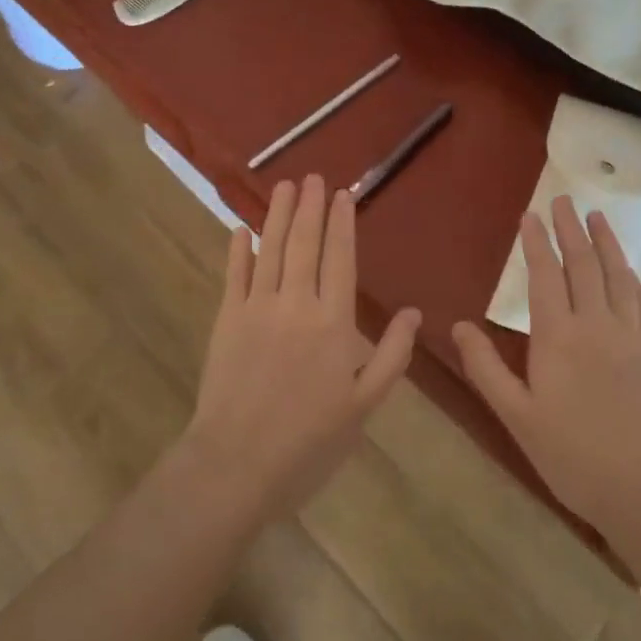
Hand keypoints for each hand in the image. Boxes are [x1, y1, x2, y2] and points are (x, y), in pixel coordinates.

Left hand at [184, 175, 420, 524]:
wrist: (237, 464)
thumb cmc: (309, 439)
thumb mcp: (364, 405)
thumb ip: (392, 355)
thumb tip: (414, 313)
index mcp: (333, 322)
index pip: (340, 258)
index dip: (342, 224)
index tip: (343, 194)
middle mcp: (295, 303)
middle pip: (304, 244)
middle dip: (310, 207)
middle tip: (313, 177)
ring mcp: (257, 308)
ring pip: (270, 249)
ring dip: (278, 215)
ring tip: (285, 186)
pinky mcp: (226, 320)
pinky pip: (234, 275)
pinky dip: (238, 250)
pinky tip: (241, 229)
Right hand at [453, 196, 640, 548]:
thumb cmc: (575, 456)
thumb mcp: (518, 417)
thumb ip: (486, 368)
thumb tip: (459, 325)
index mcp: (558, 336)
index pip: (545, 275)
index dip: (537, 242)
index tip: (530, 215)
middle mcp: (596, 323)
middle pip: (583, 263)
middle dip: (570, 228)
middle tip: (562, 200)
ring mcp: (632, 334)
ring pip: (617, 274)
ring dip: (605, 241)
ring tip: (597, 215)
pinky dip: (632, 273)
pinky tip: (629, 264)